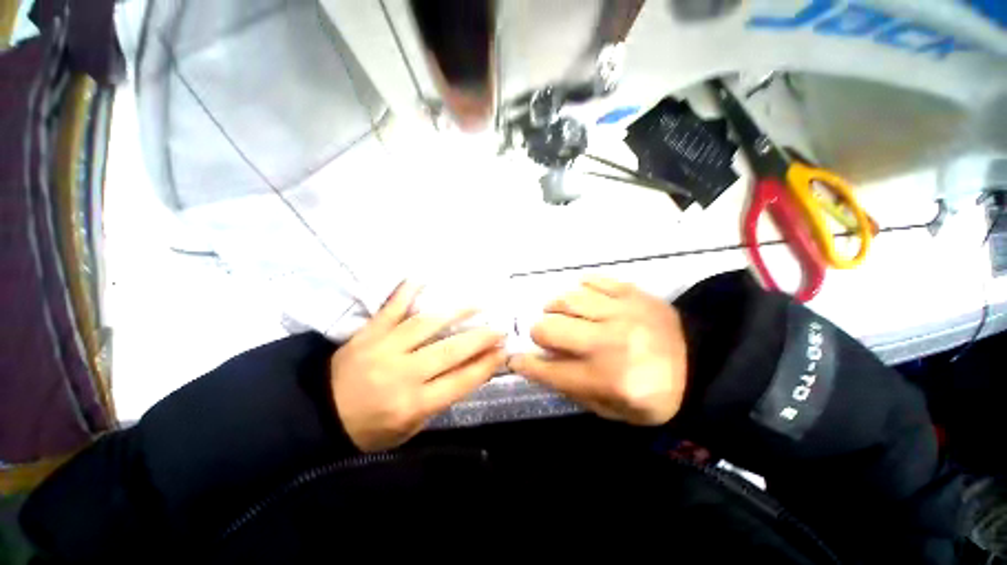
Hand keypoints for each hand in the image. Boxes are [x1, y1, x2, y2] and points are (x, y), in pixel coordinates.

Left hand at [331, 282, 506, 451]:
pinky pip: (390, 309)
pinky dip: (405, 293)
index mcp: (413, 403)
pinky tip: (422, 278)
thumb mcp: (409, 429)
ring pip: (426, 324)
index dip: (485, 364)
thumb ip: (439, 399)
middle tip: (499, 327)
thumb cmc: (368, 428)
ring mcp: (384, 348)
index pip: (460, 381)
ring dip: (456, 312)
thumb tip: (469, 370)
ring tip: (478, 303)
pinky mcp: (369, 333)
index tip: (503, 351)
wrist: (317, 415)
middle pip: (450, 351)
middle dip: (480, 338)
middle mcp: (402, 373)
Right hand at [508, 277, 686, 424]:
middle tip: (547, 336)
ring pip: (567, 299)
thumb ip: (574, 390)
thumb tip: (540, 366)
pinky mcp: (632, 293)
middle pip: (549, 327)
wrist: (704, 365)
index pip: (548, 370)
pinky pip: (593, 280)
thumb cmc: (655, 394)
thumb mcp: (613, 411)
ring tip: (561, 314)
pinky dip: (581, 288)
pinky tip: (583, 298)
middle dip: (539, 333)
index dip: (524, 364)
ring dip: (555, 307)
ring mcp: (620, 312)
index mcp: (605, 378)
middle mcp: (608, 343)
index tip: (515, 358)